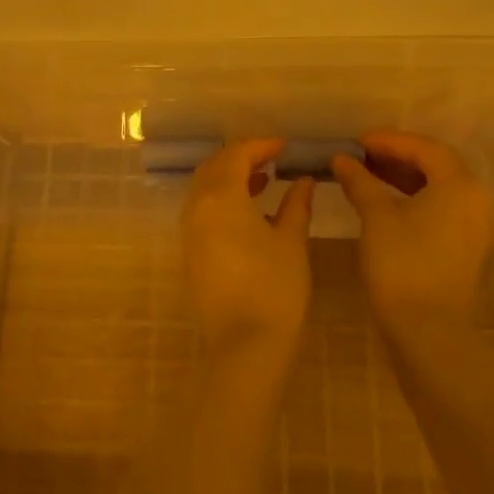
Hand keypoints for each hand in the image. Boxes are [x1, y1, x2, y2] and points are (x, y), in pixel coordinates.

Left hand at [181, 139, 313, 363]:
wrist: (245, 348)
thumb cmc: (274, 289)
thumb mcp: (291, 241)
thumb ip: (296, 205)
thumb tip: (304, 180)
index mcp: (221, 196)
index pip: (236, 154)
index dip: (260, 145)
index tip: (284, 146)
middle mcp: (197, 207)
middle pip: (215, 166)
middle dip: (241, 157)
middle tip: (271, 158)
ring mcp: (190, 231)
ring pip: (205, 188)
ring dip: (231, 178)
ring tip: (264, 180)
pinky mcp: (191, 252)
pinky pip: (203, 210)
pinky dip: (223, 199)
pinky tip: (250, 211)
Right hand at [332, 130, 489, 338]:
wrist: (427, 333)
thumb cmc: (402, 265)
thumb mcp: (376, 217)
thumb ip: (359, 181)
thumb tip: (341, 158)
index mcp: (458, 185)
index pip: (423, 147)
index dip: (388, 140)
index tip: (356, 141)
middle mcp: (473, 199)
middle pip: (434, 164)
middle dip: (396, 155)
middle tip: (360, 155)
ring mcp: (472, 225)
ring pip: (437, 187)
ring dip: (403, 176)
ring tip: (366, 174)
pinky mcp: (464, 246)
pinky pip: (439, 207)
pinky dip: (412, 197)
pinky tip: (384, 201)